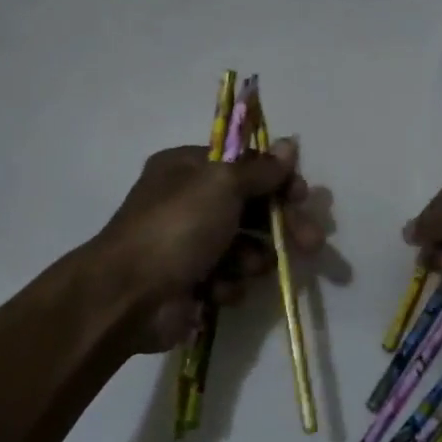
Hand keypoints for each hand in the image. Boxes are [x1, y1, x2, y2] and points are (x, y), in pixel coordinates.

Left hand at [95, 138, 324, 349]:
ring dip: (254, 257)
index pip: (244, 165)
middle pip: (251, 207)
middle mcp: (187, 201)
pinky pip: (227, 277)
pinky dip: (229, 284)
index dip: (277, 179)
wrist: (129, 296)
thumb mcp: (222, 184)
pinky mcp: (191, 282)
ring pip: (244, 246)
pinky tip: (219, 291)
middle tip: (312, 243)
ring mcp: (188, 244)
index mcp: (188, 168)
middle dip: (282, 225)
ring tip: (250, 268)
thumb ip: (260, 168)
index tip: (302, 196)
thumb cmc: (177, 227)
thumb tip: (288, 144)